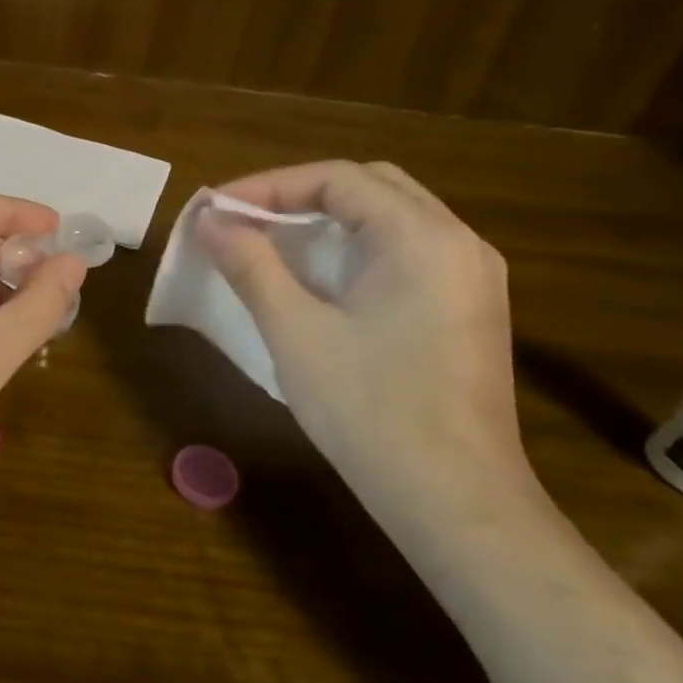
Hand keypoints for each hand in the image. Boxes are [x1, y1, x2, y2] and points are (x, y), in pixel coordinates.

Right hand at [198, 161, 537, 518]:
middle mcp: (458, 243)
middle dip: (301, 195)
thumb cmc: (370, 412)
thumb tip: (209, 220)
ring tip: (274, 242)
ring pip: (392, 217)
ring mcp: (472, 277)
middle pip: (370, 186)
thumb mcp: (296, 333)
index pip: (338, 179)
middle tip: (245, 220)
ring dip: (330, 220)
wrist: (456, 503)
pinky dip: (358, 247)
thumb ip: (251, 265)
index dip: (269, 186)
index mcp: (422, 238)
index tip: (218, 210)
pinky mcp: (470, 309)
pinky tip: (324, 278)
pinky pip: (408, 251)